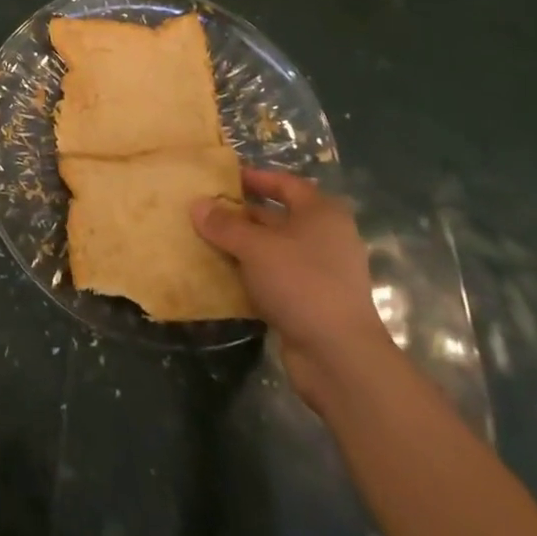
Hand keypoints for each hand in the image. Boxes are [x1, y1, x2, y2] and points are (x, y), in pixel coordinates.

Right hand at [192, 169, 393, 413]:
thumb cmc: (301, 283)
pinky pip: (274, 278)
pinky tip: (221, 275)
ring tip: (204, 240)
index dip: (254, 178)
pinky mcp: (311, 303)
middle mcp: (325, 238)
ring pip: (273, 250)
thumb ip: (224, 224)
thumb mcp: (255, 247)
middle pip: (277, 217)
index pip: (285, 183)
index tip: (222, 178)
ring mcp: (320, 273)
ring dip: (242, 246)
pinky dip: (251, 274)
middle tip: (204, 211)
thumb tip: (197, 204)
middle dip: (241, 215)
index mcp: (321, 214)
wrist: (339, 357)